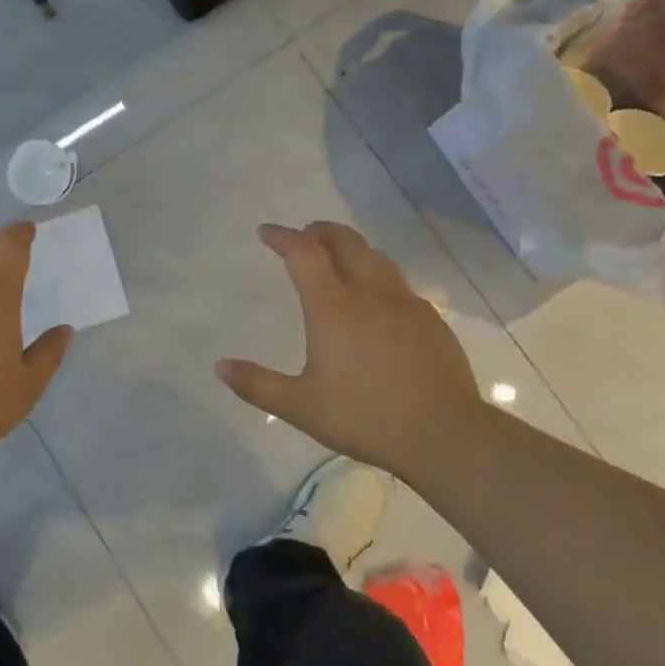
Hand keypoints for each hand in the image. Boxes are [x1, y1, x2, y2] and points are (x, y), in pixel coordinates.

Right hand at [216, 222, 486, 473]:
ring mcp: (405, 303)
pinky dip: (377, 274)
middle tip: (304, 235)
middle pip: (345, 241)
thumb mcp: (301, 407)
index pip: (304, 254)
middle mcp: (369, 293)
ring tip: (337, 258)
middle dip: (320, 231)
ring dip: (351, 248)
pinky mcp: (430, 319)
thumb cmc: (366, 417)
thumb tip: (219, 366)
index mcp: (333, 307)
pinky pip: (397, 282)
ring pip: (375, 257)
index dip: (283, 237)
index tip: (267, 231)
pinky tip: (376, 300)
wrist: (445, 434)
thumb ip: (258, 384)